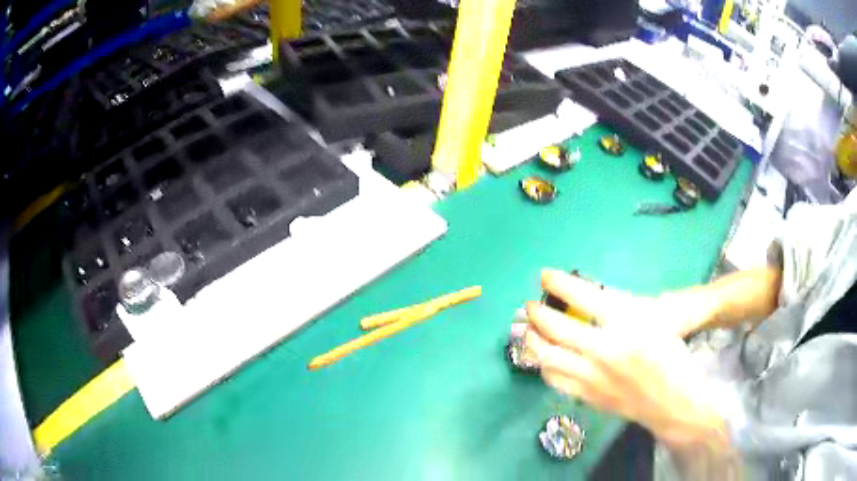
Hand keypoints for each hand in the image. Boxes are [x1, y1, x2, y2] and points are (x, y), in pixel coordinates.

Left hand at [524, 270, 725, 446]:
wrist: (670, 400)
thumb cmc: (667, 351)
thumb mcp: (655, 316)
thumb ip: (622, 303)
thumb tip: (584, 295)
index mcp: (627, 322)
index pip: (583, 296)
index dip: (559, 283)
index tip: (545, 275)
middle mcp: (605, 349)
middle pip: (557, 327)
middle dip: (537, 312)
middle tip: (531, 305)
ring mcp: (592, 377)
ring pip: (548, 357)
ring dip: (533, 340)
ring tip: (531, 330)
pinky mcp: (586, 397)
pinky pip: (554, 380)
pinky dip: (545, 365)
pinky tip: (546, 357)